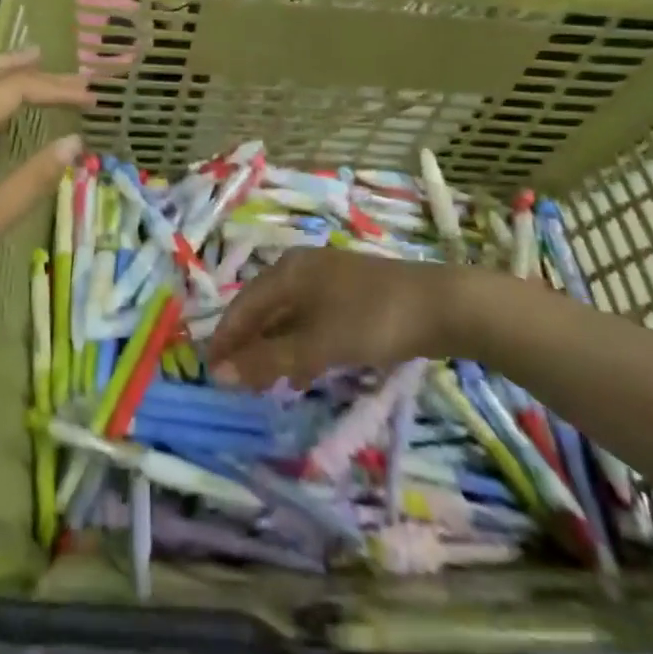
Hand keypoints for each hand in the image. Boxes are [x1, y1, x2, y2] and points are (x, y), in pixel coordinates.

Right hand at [207, 248, 522, 388]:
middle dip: (247, 346)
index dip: (224, 340)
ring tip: (264, 384)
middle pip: (263, 310)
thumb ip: (266, 360)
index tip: (208, 374)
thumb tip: (217, 374)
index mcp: (287, 271)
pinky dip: (300, 346)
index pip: (242, 307)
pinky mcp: (352, 296)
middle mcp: (302, 269)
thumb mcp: (316, 345)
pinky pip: (311, 321)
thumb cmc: (371, 320)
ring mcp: (329, 280)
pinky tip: (303, 373)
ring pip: (288, 317)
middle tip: (236, 383)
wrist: (444, 305)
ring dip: (273, 350)